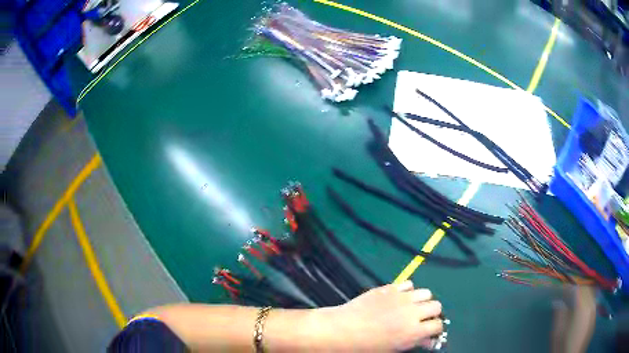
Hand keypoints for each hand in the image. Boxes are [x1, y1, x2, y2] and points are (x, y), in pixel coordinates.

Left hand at [320, 281, 443, 350]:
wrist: (343, 330)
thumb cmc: (367, 346)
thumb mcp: (393, 349)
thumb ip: (414, 342)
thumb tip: (429, 340)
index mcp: (414, 331)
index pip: (438, 325)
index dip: (435, 329)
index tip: (430, 330)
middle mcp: (412, 312)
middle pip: (436, 306)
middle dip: (432, 313)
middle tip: (422, 318)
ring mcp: (401, 297)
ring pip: (426, 292)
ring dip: (422, 300)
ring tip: (412, 307)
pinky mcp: (390, 288)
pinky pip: (408, 284)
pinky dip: (408, 290)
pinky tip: (399, 298)